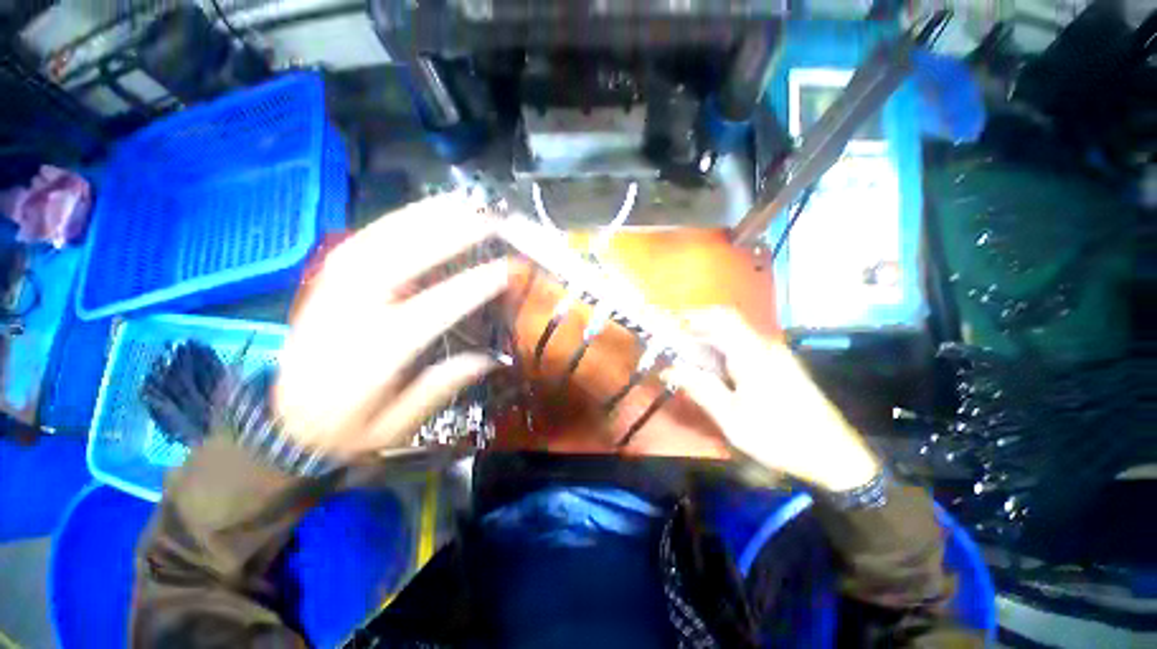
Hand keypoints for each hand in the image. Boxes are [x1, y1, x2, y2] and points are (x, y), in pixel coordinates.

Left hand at [273, 193, 506, 459]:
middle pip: (400, 261)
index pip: (430, 310)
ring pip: (378, 241)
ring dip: (424, 217)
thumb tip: (489, 359)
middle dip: (448, 236)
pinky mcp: (326, 282)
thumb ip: (441, 388)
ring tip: (462, 203)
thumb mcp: (396, 427)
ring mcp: (333, 291)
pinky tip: (423, 212)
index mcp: (372, 355)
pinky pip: (362, 241)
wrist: (279, 428)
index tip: (504, 271)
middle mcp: (350, 314)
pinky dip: (396, 221)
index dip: (470, 288)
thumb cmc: (344, 432)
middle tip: (488, 221)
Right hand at [665, 309, 880, 491]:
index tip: (671, 329)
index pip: (721, 317)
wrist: (834, 457)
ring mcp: (775, 356)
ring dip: (709, 347)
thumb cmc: (779, 437)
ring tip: (690, 368)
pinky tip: (717, 378)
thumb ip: (700, 389)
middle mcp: (765, 346)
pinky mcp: (780, 367)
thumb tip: (670, 369)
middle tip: (674, 354)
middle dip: (696, 335)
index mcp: (752, 353)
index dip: (694, 316)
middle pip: (725, 326)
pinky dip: (724, 357)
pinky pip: (745, 351)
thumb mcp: (732, 418)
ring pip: (734, 339)